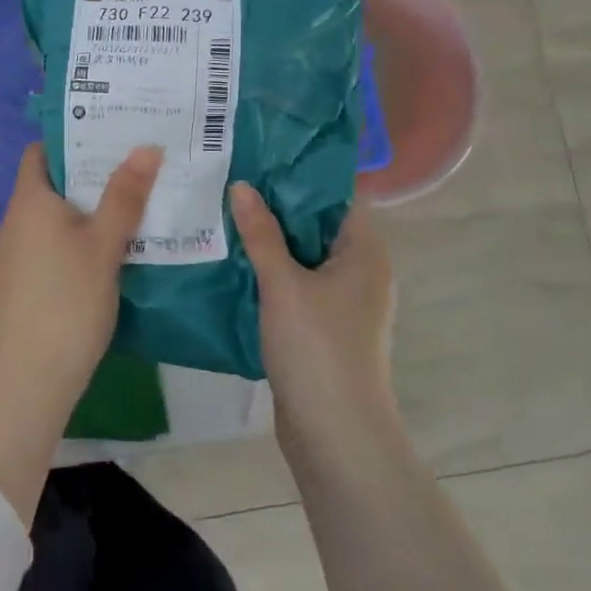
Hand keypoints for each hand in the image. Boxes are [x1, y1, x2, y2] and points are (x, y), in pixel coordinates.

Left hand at [0, 143, 162, 415]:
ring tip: (137, 194)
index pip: (42, 150)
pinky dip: (84, 231)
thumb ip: (125, 195)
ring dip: (93, 203)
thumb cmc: (68, 299)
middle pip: (55, 179)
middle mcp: (19, 217)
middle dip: (94, 170)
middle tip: (138, 160)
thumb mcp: (104, 243)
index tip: (112, 131)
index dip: (74, 137)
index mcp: (30, 199)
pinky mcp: (29, 276)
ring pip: (60, 212)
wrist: (33, 374)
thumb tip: (147, 147)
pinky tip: (119, 240)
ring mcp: (22, 249)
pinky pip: (58, 238)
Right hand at [231, 184, 396, 457]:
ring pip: (304, 257)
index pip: (338, 196)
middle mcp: (361, 272)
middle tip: (233, 181)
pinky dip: (272, 273)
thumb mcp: (283, 284)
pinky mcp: (325, 328)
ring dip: (270, 241)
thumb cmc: (317, 348)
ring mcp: (344, 303)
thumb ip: (261, 233)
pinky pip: (297, 285)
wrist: (335, 434)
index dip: (302, 174)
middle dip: (277, 206)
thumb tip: (241, 185)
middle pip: (318, 225)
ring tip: (226, 215)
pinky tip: (234, 263)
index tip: (262, 157)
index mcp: (365, 253)